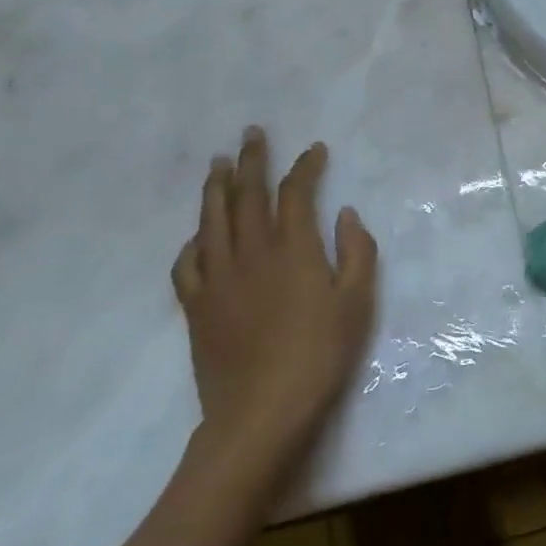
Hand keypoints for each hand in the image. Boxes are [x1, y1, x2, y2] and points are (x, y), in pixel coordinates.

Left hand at [172, 128, 377, 465]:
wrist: (261, 412)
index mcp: (293, 248)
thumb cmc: (319, 355)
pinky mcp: (197, 305)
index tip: (314, 150)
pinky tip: (198, 235)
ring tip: (219, 163)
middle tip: (251, 133)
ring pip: (212, 219)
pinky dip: (193, 241)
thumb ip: (357, 252)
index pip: (296, 192)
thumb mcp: (357, 303)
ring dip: (217, 186)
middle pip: (247, 193)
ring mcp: (218, 277)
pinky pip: (187, 262)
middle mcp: (251, 251)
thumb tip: (345, 213)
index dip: (305, 166)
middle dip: (252, 159)